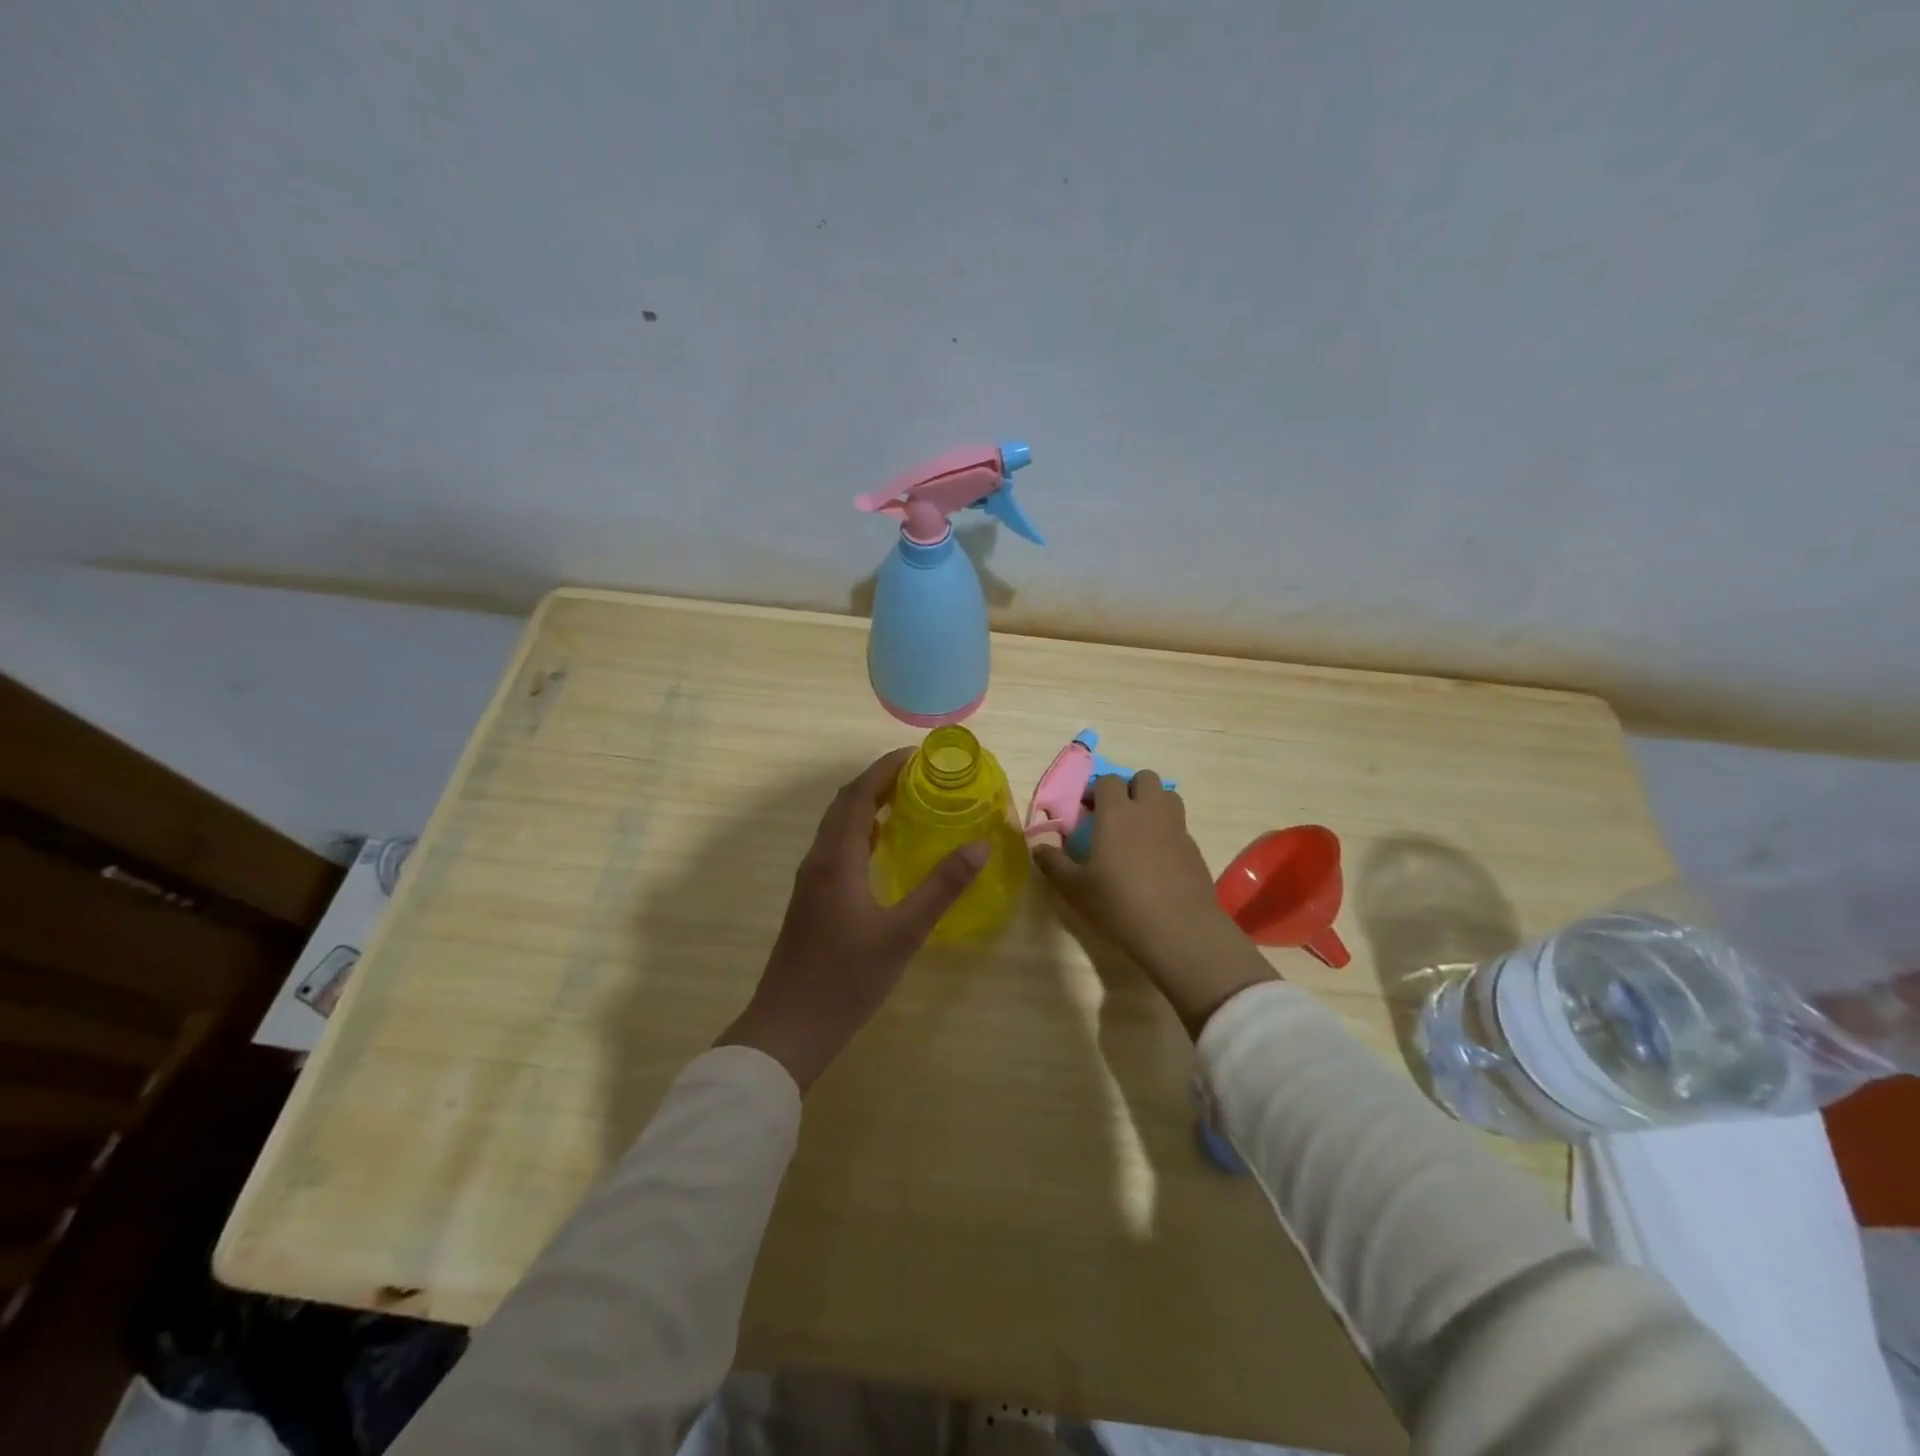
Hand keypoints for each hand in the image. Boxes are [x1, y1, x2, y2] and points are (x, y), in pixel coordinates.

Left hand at [716, 748, 987, 1091]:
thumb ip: (941, 887)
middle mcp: (818, 861)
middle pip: (844, 804)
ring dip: (867, 805)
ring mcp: (810, 881)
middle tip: (920, 775)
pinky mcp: (811, 900)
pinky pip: (836, 848)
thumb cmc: (846, 980)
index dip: (886, 769)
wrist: (788, 1028)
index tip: (919, 756)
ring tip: (907, 801)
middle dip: (879, 781)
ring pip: (837, 826)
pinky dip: (860, 832)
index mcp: (836, 859)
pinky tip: (882, 848)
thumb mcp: (903, 934)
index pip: (859, 795)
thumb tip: (979, 845)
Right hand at [1034, 772, 1274, 1037]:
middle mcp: (1149, 810)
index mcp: (1117, 813)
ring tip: (1138, 830)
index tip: (1086, 810)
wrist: (1178, 929)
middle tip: (1115, 815)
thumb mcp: (1075, 888)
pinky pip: (1179, 825)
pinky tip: (1156, 859)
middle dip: (1129, 789)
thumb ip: (1054, 863)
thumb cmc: (1119, 904)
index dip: (1096, 790)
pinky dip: (1167, 831)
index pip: (1108, 780)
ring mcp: (1176, 827)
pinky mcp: (1194, 847)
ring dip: (1152, 804)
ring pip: (1167, 796)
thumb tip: (1037, 848)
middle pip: (1144, 778)